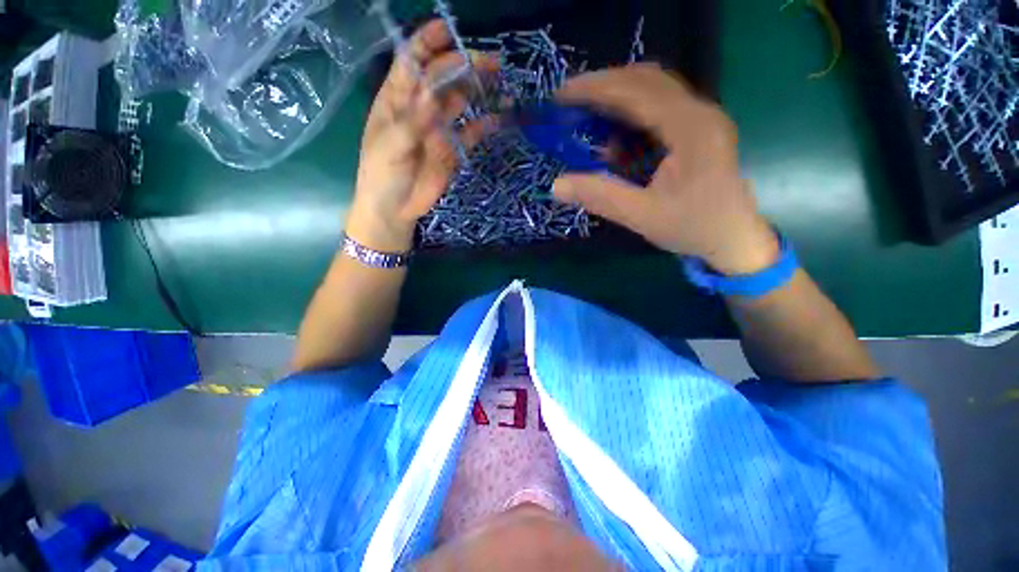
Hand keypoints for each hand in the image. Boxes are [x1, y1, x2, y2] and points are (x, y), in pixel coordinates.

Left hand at [347, 20, 495, 252]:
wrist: (395, 209)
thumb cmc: (382, 174)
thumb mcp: (390, 145)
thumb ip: (413, 120)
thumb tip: (434, 92)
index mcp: (396, 99)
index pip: (412, 62)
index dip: (428, 43)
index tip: (448, 30)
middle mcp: (420, 109)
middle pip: (443, 79)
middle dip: (463, 66)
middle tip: (490, 63)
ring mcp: (438, 129)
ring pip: (460, 103)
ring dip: (477, 92)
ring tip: (499, 83)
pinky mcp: (453, 151)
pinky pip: (471, 134)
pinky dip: (483, 126)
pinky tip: (498, 119)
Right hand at [553, 64, 779, 274]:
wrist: (734, 240)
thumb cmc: (693, 228)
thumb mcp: (642, 216)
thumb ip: (600, 197)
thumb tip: (556, 186)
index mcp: (690, 129)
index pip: (638, 92)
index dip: (596, 88)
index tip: (562, 94)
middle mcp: (698, 113)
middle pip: (647, 81)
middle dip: (604, 87)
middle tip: (569, 101)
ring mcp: (700, 120)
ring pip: (653, 92)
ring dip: (617, 99)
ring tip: (586, 115)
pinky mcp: (696, 131)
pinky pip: (659, 110)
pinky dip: (631, 117)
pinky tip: (614, 139)